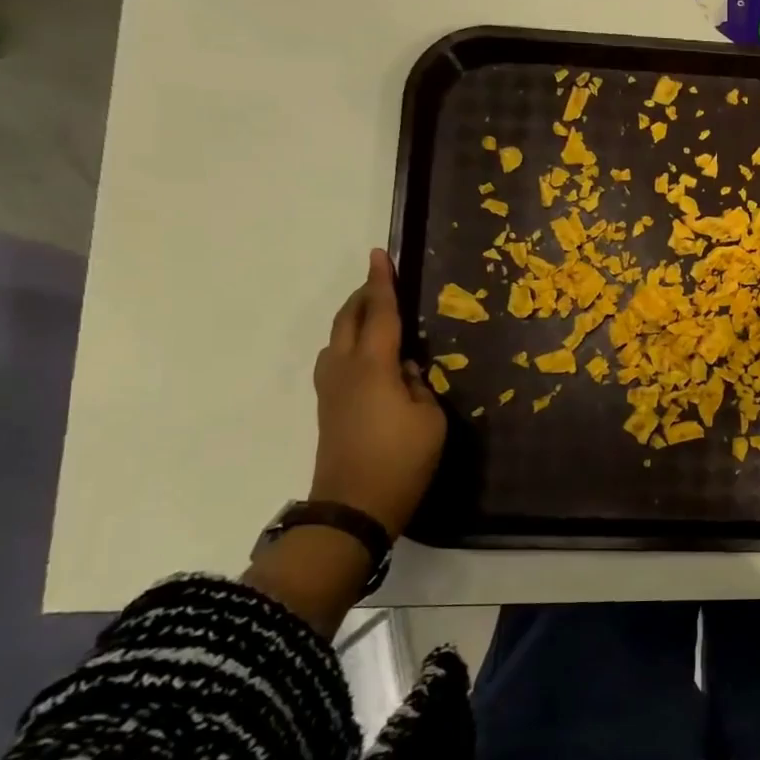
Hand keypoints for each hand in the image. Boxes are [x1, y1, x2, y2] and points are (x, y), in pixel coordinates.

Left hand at [309, 249, 447, 538]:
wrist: (353, 505)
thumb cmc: (401, 459)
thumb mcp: (430, 417)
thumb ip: (419, 384)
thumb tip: (406, 371)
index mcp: (374, 366)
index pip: (381, 314)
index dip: (383, 283)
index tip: (380, 254)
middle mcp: (346, 369)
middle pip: (349, 320)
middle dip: (363, 296)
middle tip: (380, 280)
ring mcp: (332, 389)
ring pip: (337, 339)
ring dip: (354, 320)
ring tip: (376, 316)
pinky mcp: (328, 407)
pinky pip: (337, 359)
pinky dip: (351, 343)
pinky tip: (367, 356)